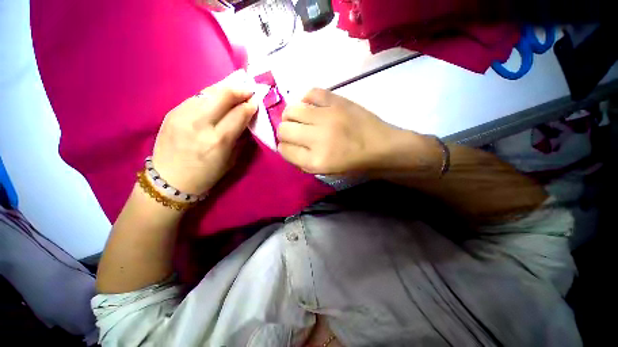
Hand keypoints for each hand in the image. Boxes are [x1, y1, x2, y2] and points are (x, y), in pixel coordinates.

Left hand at [152, 70, 257, 194]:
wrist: (169, 180)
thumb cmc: (206, 175)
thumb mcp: (231, 160)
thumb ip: (240, 138)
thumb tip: (247, 120)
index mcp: (218, 140)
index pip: (239, 114)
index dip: (250, 105)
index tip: (256, 101)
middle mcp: (200, 123)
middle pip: (222, 95)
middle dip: (239, 89)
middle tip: (248, 90)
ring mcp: (182, 115)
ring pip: (208, 92)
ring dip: (225, 89)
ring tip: (235, 89)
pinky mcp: (172, 112)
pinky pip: (196, 98)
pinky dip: (210, 96)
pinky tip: (216, 99)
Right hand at [277, 89, 441, 175]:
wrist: (381, 147)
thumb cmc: (353, 163)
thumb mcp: (325, 172)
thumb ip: (302, 162)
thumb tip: (287, 147)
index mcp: (315, 161)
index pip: (284, 150)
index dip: (284, 148)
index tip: (290, 146)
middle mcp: (317, 138)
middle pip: (283, 129)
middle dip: (284, 133)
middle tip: (294, 133)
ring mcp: (327, 116)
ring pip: (291, 110)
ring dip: (291, 116)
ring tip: (300, 119)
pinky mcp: (337, 101)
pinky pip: (310, 93)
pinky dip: (306, 99)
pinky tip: (311, 107)